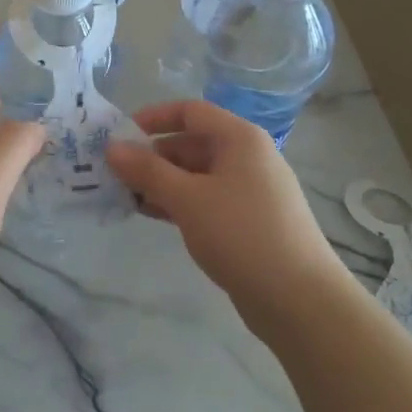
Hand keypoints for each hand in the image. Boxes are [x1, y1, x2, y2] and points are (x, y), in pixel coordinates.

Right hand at [107, 100, 341, 317]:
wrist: (300, 299)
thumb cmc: (242, 234)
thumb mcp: (188, 199)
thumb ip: (147, 171)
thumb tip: (112, 147)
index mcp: (240, 138)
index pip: (190, 112)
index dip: (153, 118)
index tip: (120, 135)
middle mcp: (247, 157)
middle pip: (192, 143)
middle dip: (152, 156)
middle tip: (114, 174)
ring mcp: (250, 190)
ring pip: (197, 175)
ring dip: (162, 182)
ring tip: (125, 196)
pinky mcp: (248, 221)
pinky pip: (206, 199)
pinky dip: (179, 202)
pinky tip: (152, 215)